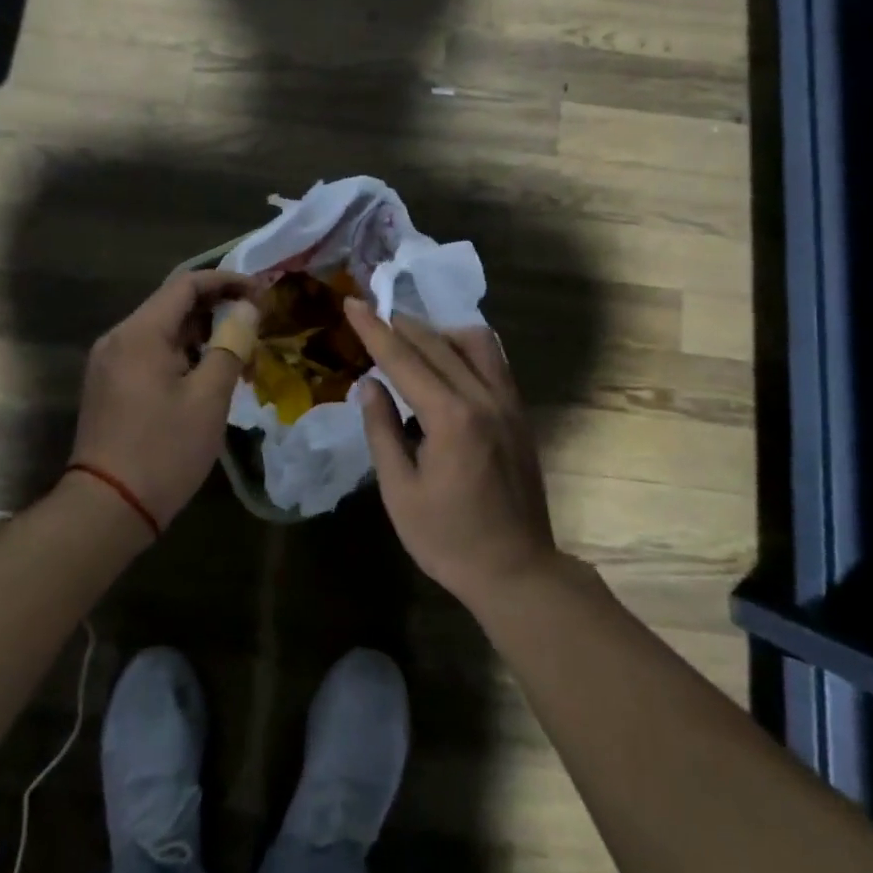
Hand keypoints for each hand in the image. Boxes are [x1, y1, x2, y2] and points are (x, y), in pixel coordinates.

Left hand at [69, 271, 261, 530]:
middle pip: (172, 305)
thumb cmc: (164, 450)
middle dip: (216, 308)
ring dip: (200, 334)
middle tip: (255, 323)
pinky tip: (206, 375)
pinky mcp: (109, 386)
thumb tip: (247, 310)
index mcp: (140, 333)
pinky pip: (149, 354)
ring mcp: (109, 363)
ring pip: (162, 331)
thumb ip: (231, 346)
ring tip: (238, 352)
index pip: (187, 284)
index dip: (227, 281)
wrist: (107, 508)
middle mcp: (118, 338)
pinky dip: (181, 354)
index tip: (261, 293)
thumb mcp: (208, 398)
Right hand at [343, 298, 561, 607]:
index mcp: (451, 418)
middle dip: (401, 325)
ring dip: (439, 332)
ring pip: (475, 343)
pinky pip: (494, 361)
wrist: (517, 570)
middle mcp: (484, 398)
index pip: (404, 359)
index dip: (374, 329)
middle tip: (372, 315)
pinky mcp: (520, 413)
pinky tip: (448, 362)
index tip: (352, 302)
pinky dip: (466, 349)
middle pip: (437, 343)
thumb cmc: (448, 539)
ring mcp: (508, 403)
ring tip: (411, 342)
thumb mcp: (400, 492)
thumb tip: (370, 384)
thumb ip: (382, 431)